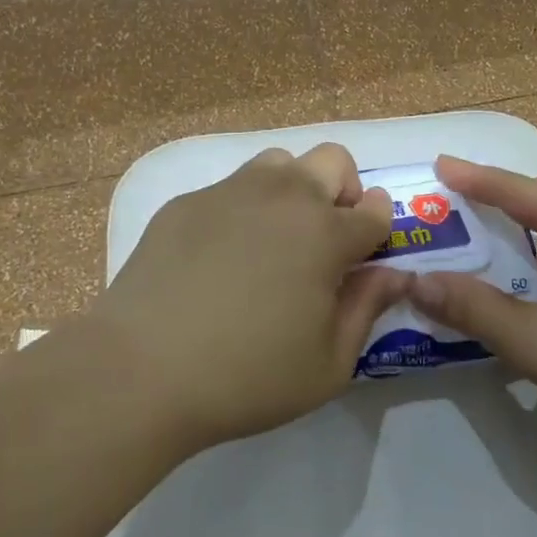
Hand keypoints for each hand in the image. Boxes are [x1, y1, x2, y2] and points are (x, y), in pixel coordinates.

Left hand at [93, 143, 408, 447]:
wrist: (142, 368)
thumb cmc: (247, 376)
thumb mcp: (328, 364)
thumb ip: (368, 309)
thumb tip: (393, 274)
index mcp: (326, 233)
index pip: (376, 209)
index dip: (379, 227)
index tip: (367, 251)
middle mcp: (283, 196)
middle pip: (333, 160)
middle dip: (343, 191)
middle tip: (324, 239)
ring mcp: (230, 192)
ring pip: (279, 163)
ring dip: (292, 189)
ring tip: (273, 239)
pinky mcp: (187, 201)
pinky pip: (229, 188)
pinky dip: (241, 209)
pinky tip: (217, 257)